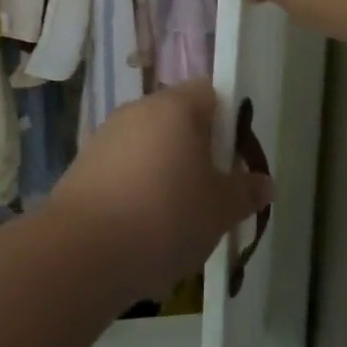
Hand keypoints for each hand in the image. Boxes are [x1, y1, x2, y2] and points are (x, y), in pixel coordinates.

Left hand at [46, 81, 272, 300]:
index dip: (228, 122)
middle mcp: (137, 110)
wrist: (80, 253)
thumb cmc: (164, 217)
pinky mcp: (83, 166)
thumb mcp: (220, 210)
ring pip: (149, 147)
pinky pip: (123, 170)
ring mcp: (106, 136)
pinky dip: (136, 190)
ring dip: (165, 173)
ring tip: (176, 221)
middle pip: (177, 120)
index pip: (210, 93)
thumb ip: (245, 191)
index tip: (235, 159)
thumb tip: (265, 182)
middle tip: (211, 194)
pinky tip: (141, 231)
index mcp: (174, 106)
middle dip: (196, 152)